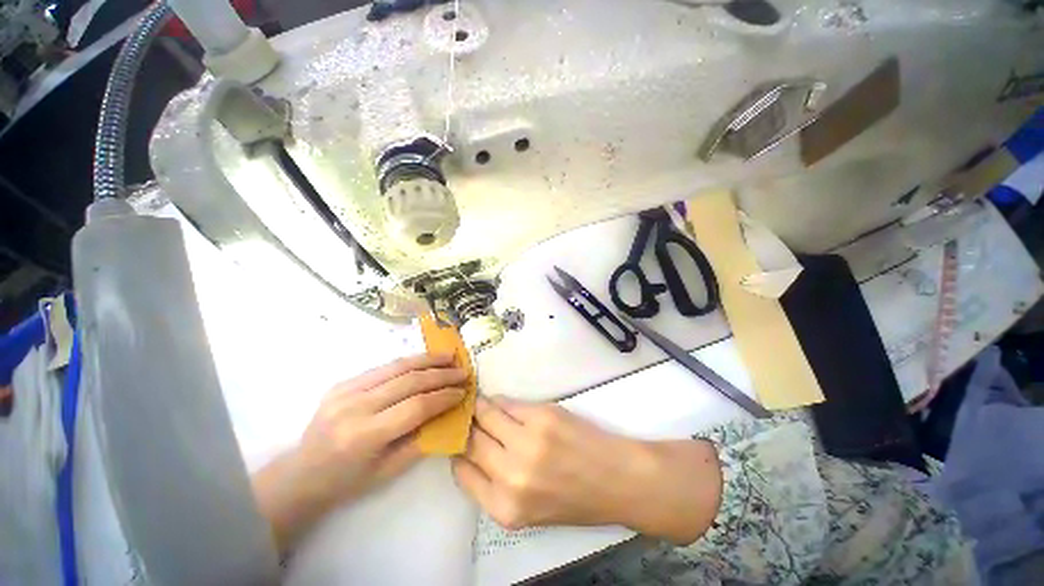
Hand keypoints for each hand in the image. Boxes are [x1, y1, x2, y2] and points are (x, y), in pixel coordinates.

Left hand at [253, 353, 466, 551]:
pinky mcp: (343, 382)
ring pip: (396, 367)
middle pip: (408, 381)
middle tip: (463, 371)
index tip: (463, 392)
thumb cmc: (347, 481)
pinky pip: (383, 367)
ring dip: (427, 360)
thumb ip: (421, 441)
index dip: (444, 397)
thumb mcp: (388, 472)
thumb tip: (449, 416)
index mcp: (364, 436)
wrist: (301, 474)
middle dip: (441, 374)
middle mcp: (354, 407)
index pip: (415, 407)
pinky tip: (425, 361)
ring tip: (449, 356)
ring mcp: (345, 391)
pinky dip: (409, 362)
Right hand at [453, 397, 722, 544]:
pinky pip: (508, 403)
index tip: (458, 437)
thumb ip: (495, 484)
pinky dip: (501, 401)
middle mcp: (511, 475)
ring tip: (481, 404)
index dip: (457, 449)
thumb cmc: (575, 498)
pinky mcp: (542, 416)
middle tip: (466, 415)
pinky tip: (502, 403)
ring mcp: (527, 441)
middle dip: (466, 425)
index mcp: (505, 508)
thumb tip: (471, 448)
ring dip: (481, 408)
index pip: (461, 470)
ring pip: (486, 414)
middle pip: (471, 439)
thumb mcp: (528, 509)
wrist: (618, 480)